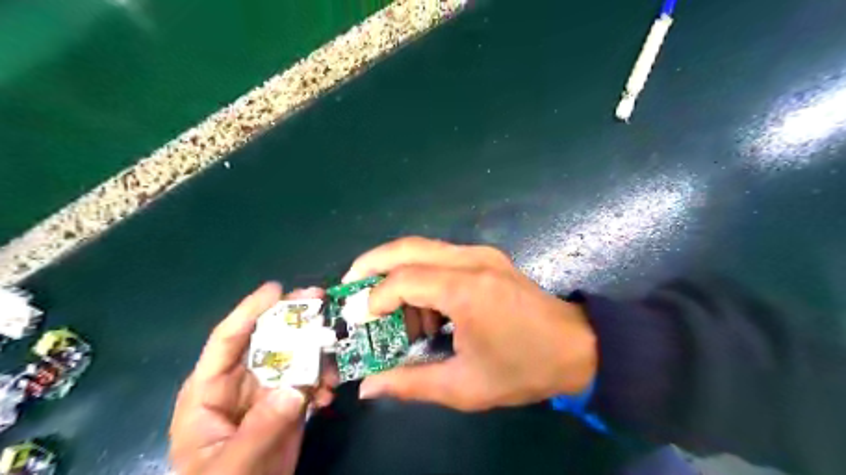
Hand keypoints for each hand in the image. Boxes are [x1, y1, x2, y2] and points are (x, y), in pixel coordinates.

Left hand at [168, 284, 333, 474]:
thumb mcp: (230, 467)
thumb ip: (259, 430)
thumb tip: (296, 390)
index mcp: (209, 390)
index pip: (227, 340)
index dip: (250, 310)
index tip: (277, 289)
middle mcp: (239, 382)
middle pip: (267, 339)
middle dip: (294, 320)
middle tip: (321, 301)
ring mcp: (267, 392)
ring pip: (294, 357)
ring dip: (317, 354)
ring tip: (333, 363)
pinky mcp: (288, 403)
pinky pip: (309, 380)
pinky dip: (323, 381)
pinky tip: (330, 394)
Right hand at [342, 238, 592, 410]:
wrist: (577, 347)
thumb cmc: (523, 369)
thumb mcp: (464, 386)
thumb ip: (411, 383)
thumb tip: (368, 387)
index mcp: (466, 291)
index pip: (403, 279)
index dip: (375, 298)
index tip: (362, 320)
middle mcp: (471, 261)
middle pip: (407, 247)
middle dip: (372, 263)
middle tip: (351, 285)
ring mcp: (481, 253)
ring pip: (422, 248)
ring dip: (397, 270)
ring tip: (388, 305)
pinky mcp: (487, 257)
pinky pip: (441, 256)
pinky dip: (420, 273)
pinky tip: (423, 305)